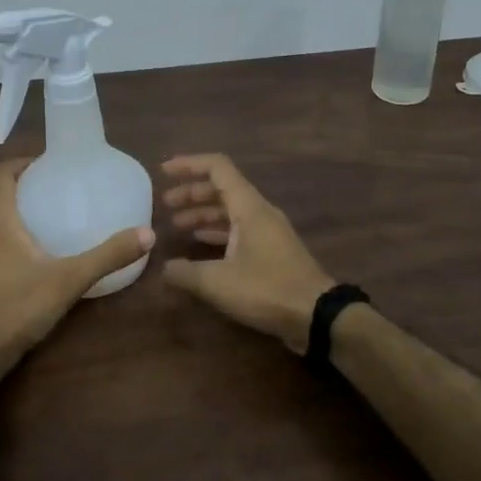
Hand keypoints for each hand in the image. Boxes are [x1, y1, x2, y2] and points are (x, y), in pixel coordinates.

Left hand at [0, 159, 154, 380]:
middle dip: (23, 194)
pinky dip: (1, 247)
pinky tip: (23, 268)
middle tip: (55, 198)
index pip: (0, 173)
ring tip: (43, 232)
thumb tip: (147, 234)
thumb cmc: (16, 309)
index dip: (21, 162)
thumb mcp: (68, 281)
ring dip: (12, 222)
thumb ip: (107, 257)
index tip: (47, 165)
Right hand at [159, 154, 334, 353]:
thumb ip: (186, 272)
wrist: (316, 315)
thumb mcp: (218, 282)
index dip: (189, 165)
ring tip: (176, 225)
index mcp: (248, 208)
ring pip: (230, 210)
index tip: (164, 172)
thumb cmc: (267, 290)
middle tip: (165, 204)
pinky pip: (239, 229)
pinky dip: (217, 230)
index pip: (217, 168)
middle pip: (222, 188)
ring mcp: (268, 231)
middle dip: (191, 192)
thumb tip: (164, 267)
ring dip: (203, 213)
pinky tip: (200, 243)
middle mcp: (259, 212)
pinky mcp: (272, 250)